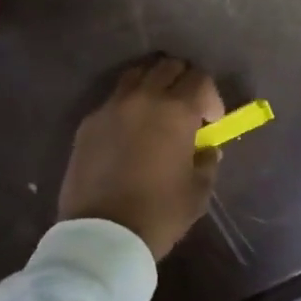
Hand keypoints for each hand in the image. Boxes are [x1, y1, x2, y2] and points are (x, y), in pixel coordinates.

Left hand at [58, 57, 223, 259]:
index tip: (211, 121)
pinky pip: (113, 99)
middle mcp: (144, 97)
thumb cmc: (158, 214)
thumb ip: (207, 163)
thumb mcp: (197, 193)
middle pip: (168, 66)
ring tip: (156, 110)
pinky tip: (128, 131)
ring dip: (152, 84)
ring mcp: (112, 106)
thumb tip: (207, 149)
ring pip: (137, 74)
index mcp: (176, 110)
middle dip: (183, 81)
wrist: (102, 235)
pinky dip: (127, 105)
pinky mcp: (89, 121)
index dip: (211, 97)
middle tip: (186, 108)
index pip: (200, 79)